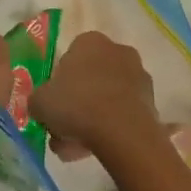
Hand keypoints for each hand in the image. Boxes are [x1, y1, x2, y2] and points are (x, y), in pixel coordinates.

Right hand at [31, 32, 164, 168]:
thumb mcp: (40, 102)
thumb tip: (42, 105)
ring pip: (106, 99)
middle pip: (90, 80)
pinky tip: (98, 149)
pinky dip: (112, 128)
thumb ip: (38, 100)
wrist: (122, 132)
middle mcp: (117, 51)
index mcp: (90, 41)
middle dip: (76, 105)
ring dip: (92, 120)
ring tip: (77, 149)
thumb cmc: (76, 105)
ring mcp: (139, 76)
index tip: (55, 105)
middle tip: (63, 131)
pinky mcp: (151, 101)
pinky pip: (123, 114)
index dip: (59, 84)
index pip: (69, 59)